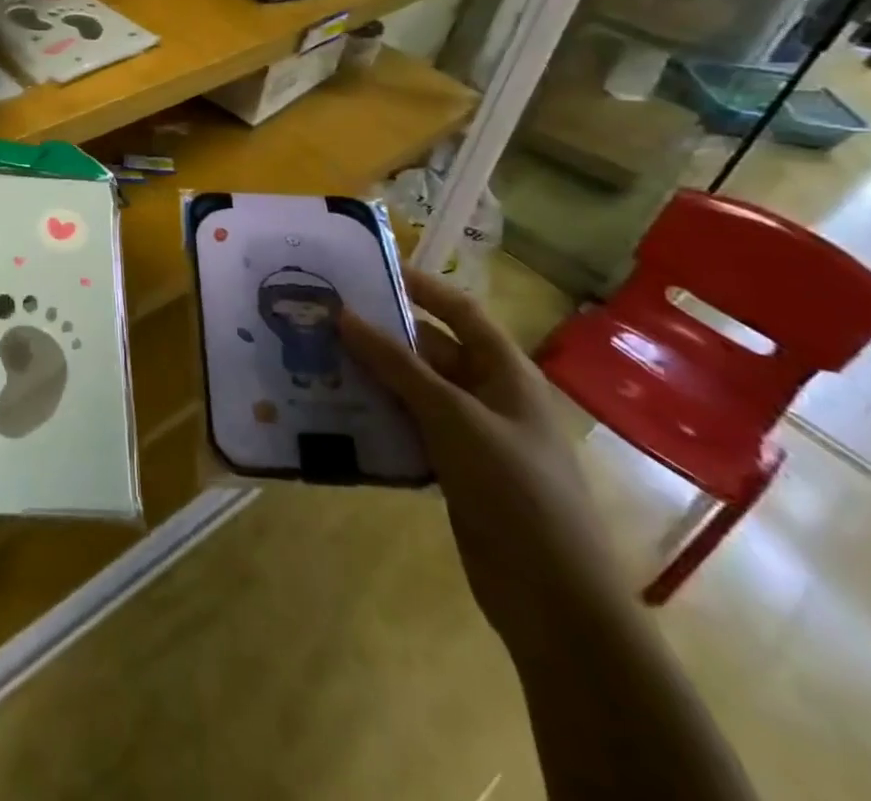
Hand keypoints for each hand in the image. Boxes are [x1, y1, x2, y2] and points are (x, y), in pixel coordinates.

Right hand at [339, 270, 629, 651]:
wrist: (553, 599)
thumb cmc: (513, 489)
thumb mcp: (451, 416)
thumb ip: (396, 364)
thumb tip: (343, 314)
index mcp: (505, 371)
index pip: (459, 310)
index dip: (419, 286)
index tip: (365, 270)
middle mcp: (489, 394)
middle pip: (430, 348)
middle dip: (380, 333)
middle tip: (324, 318)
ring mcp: (472, 433)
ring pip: (414, 388)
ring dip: (372, 375)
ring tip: (318, 357)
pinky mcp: (454, 468)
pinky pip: (409, 426)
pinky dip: (378, 414)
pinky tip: (337, 409)